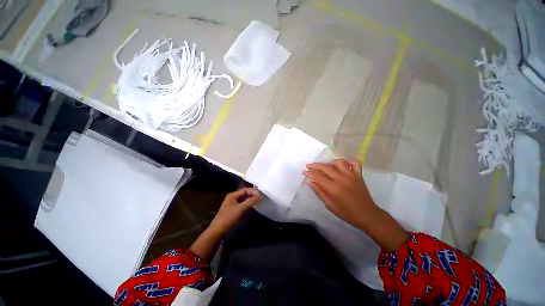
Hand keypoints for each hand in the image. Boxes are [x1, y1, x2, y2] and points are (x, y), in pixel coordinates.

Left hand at [209, 187, 262, 233]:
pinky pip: (243, 204)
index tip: (260, 195)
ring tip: (259, 201)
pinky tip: (253, 206)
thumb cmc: (229, 217)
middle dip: (252, 195)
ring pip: (244, 199)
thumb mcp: (240, 209)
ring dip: (251, 200)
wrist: (218, 230)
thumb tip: (260, 196)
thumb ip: (250, 201)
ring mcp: (233, 204)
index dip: (253, 191)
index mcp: (233, 195)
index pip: (245, 190)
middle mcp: (233, 197)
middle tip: (261, 198)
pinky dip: (248, 205)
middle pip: (245, 194)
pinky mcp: (234, 210)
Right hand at [304, 159, 407, 250]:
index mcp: (334, 188)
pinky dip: (348, 160)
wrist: (367, 215)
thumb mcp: (329, 205)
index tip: (304, 172)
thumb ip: (319, 192)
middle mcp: (342, 178)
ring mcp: (352, 175)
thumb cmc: (346, 212)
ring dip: (329, 162)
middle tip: (308, 166)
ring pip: (338, 162)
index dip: (310, 173)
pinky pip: (354, 163)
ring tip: (324, 166)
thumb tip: (309, 181)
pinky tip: (342, 163)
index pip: (318, 176)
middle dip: (315, 165)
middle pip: (326, 167)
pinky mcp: (359, 175)